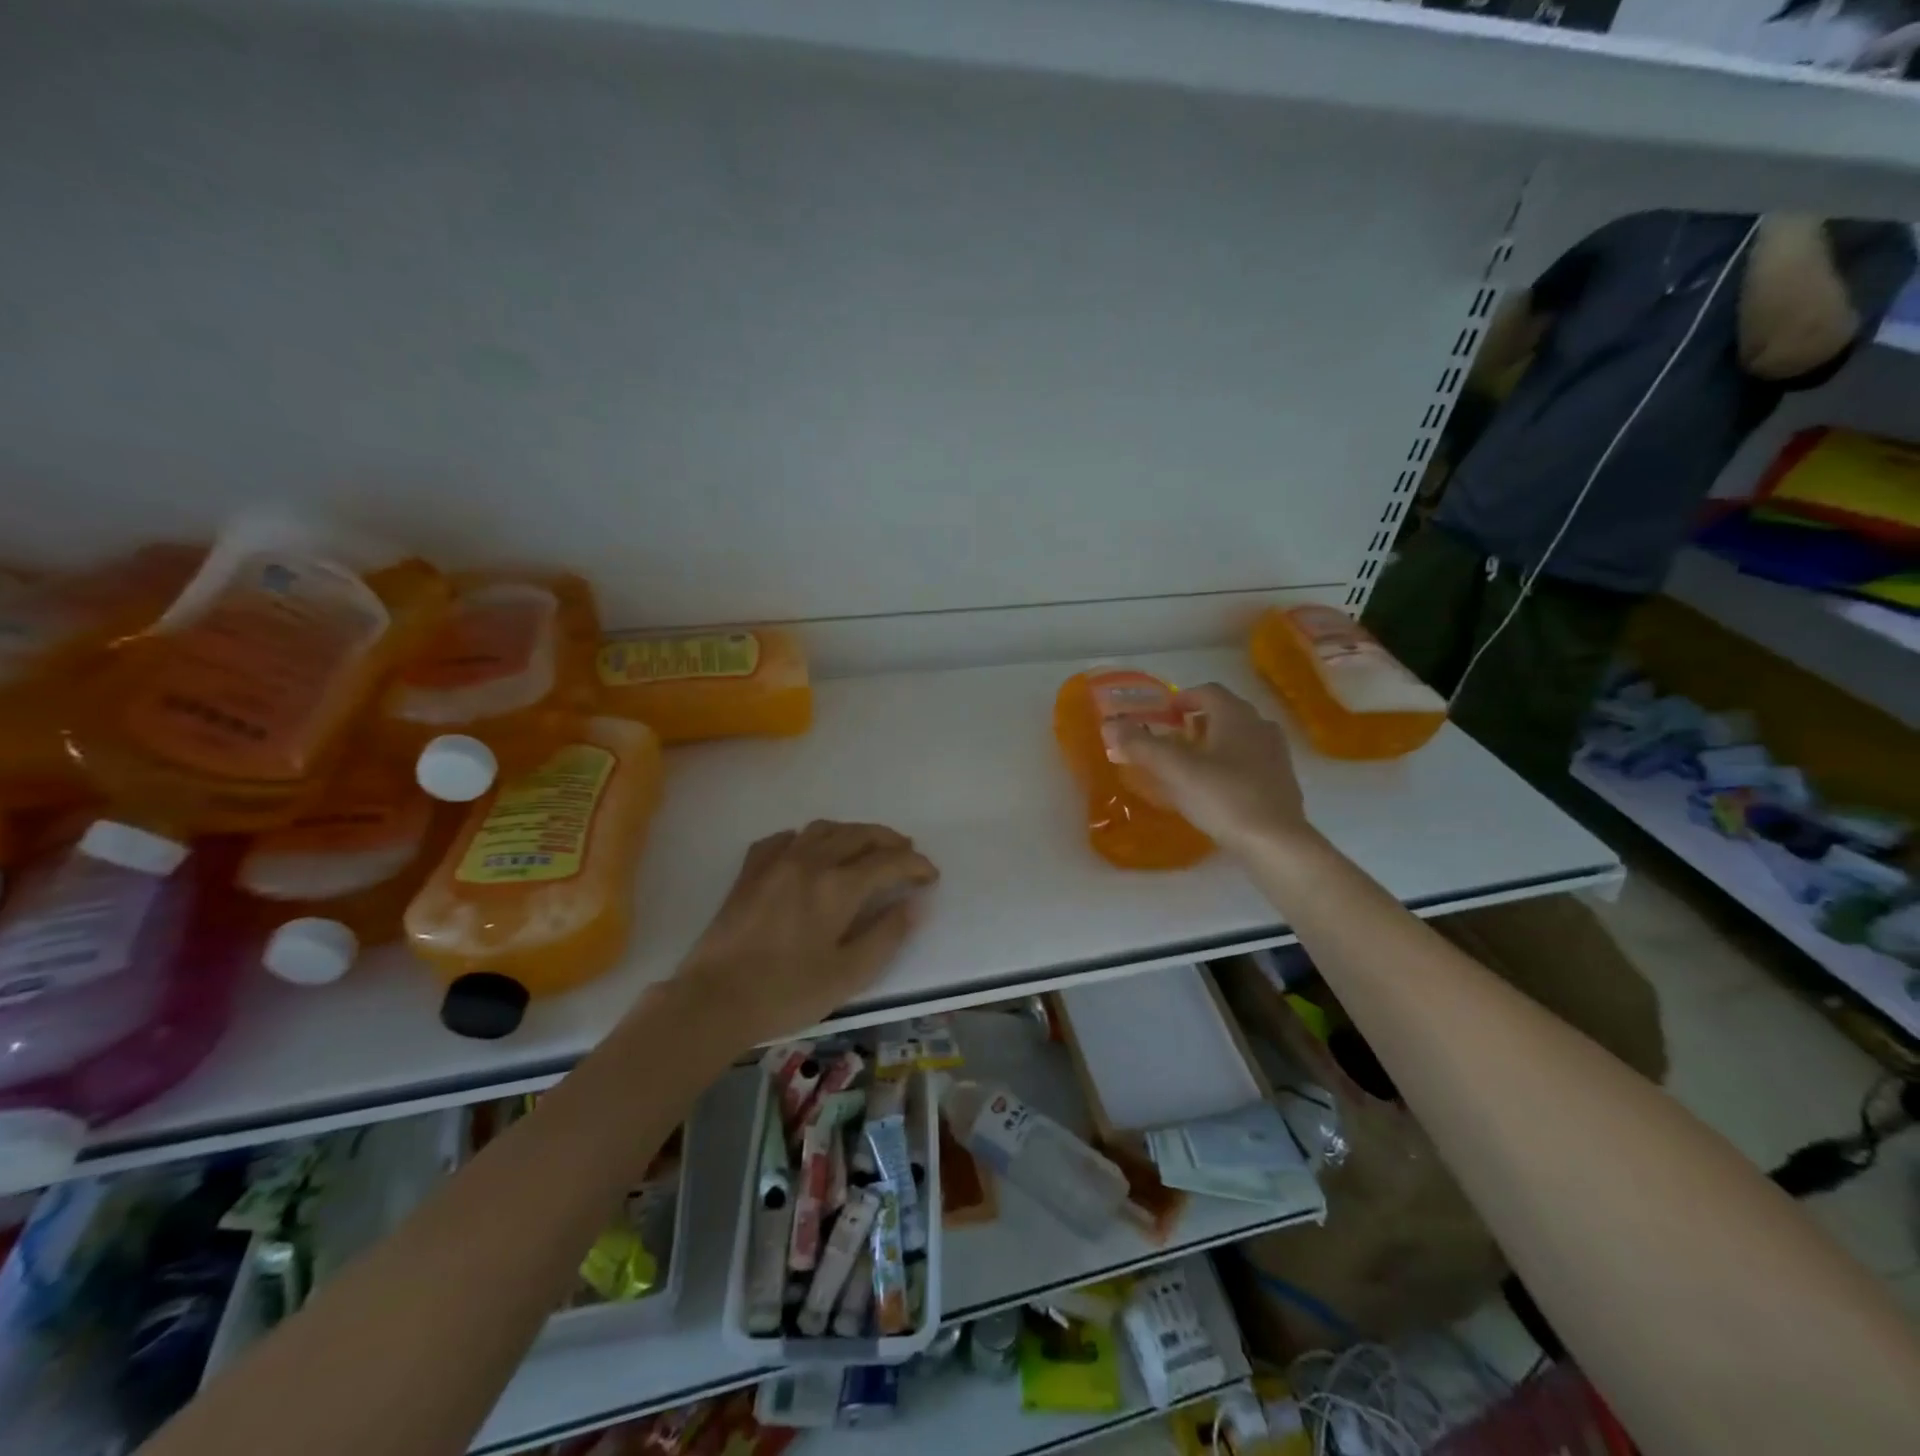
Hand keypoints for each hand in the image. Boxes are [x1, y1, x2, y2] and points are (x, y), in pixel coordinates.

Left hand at [675, 821, 939, 1044]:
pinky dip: (807, 839)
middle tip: (906, 853)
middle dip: (890, 840)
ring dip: (852, 833)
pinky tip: (809, 852)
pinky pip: (785, 838)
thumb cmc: (787, 992)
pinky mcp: (750, 871)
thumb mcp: (849, 975)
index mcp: (838, 887)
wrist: (714, 1000)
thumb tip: (914, 904)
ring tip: (865, 848)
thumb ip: (886, 935)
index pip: (889, 861)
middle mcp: (810, 862)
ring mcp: (776, 862)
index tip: (930, 876)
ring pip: (824, 828)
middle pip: (859, 834)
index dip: (916, 864)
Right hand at [1106, 683, 1311, 852]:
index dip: (1182, 699)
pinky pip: (1251, 764)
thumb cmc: (1223, 797)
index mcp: (1236, 716)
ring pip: (1239, 739)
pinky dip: (1230, 768)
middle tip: (1172, 742)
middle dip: (1196, 723)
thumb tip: (1110, 725)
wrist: (1276, 843)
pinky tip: (1215, 792)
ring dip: (1214, 745)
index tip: (1162, 716)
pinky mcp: (1282, 784)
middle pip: (1225, 714)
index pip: (1207, 692)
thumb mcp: (1174, 770)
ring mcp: (1276, 756)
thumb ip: (1141, 745)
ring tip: (1191, 767)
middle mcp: (1260, 727)